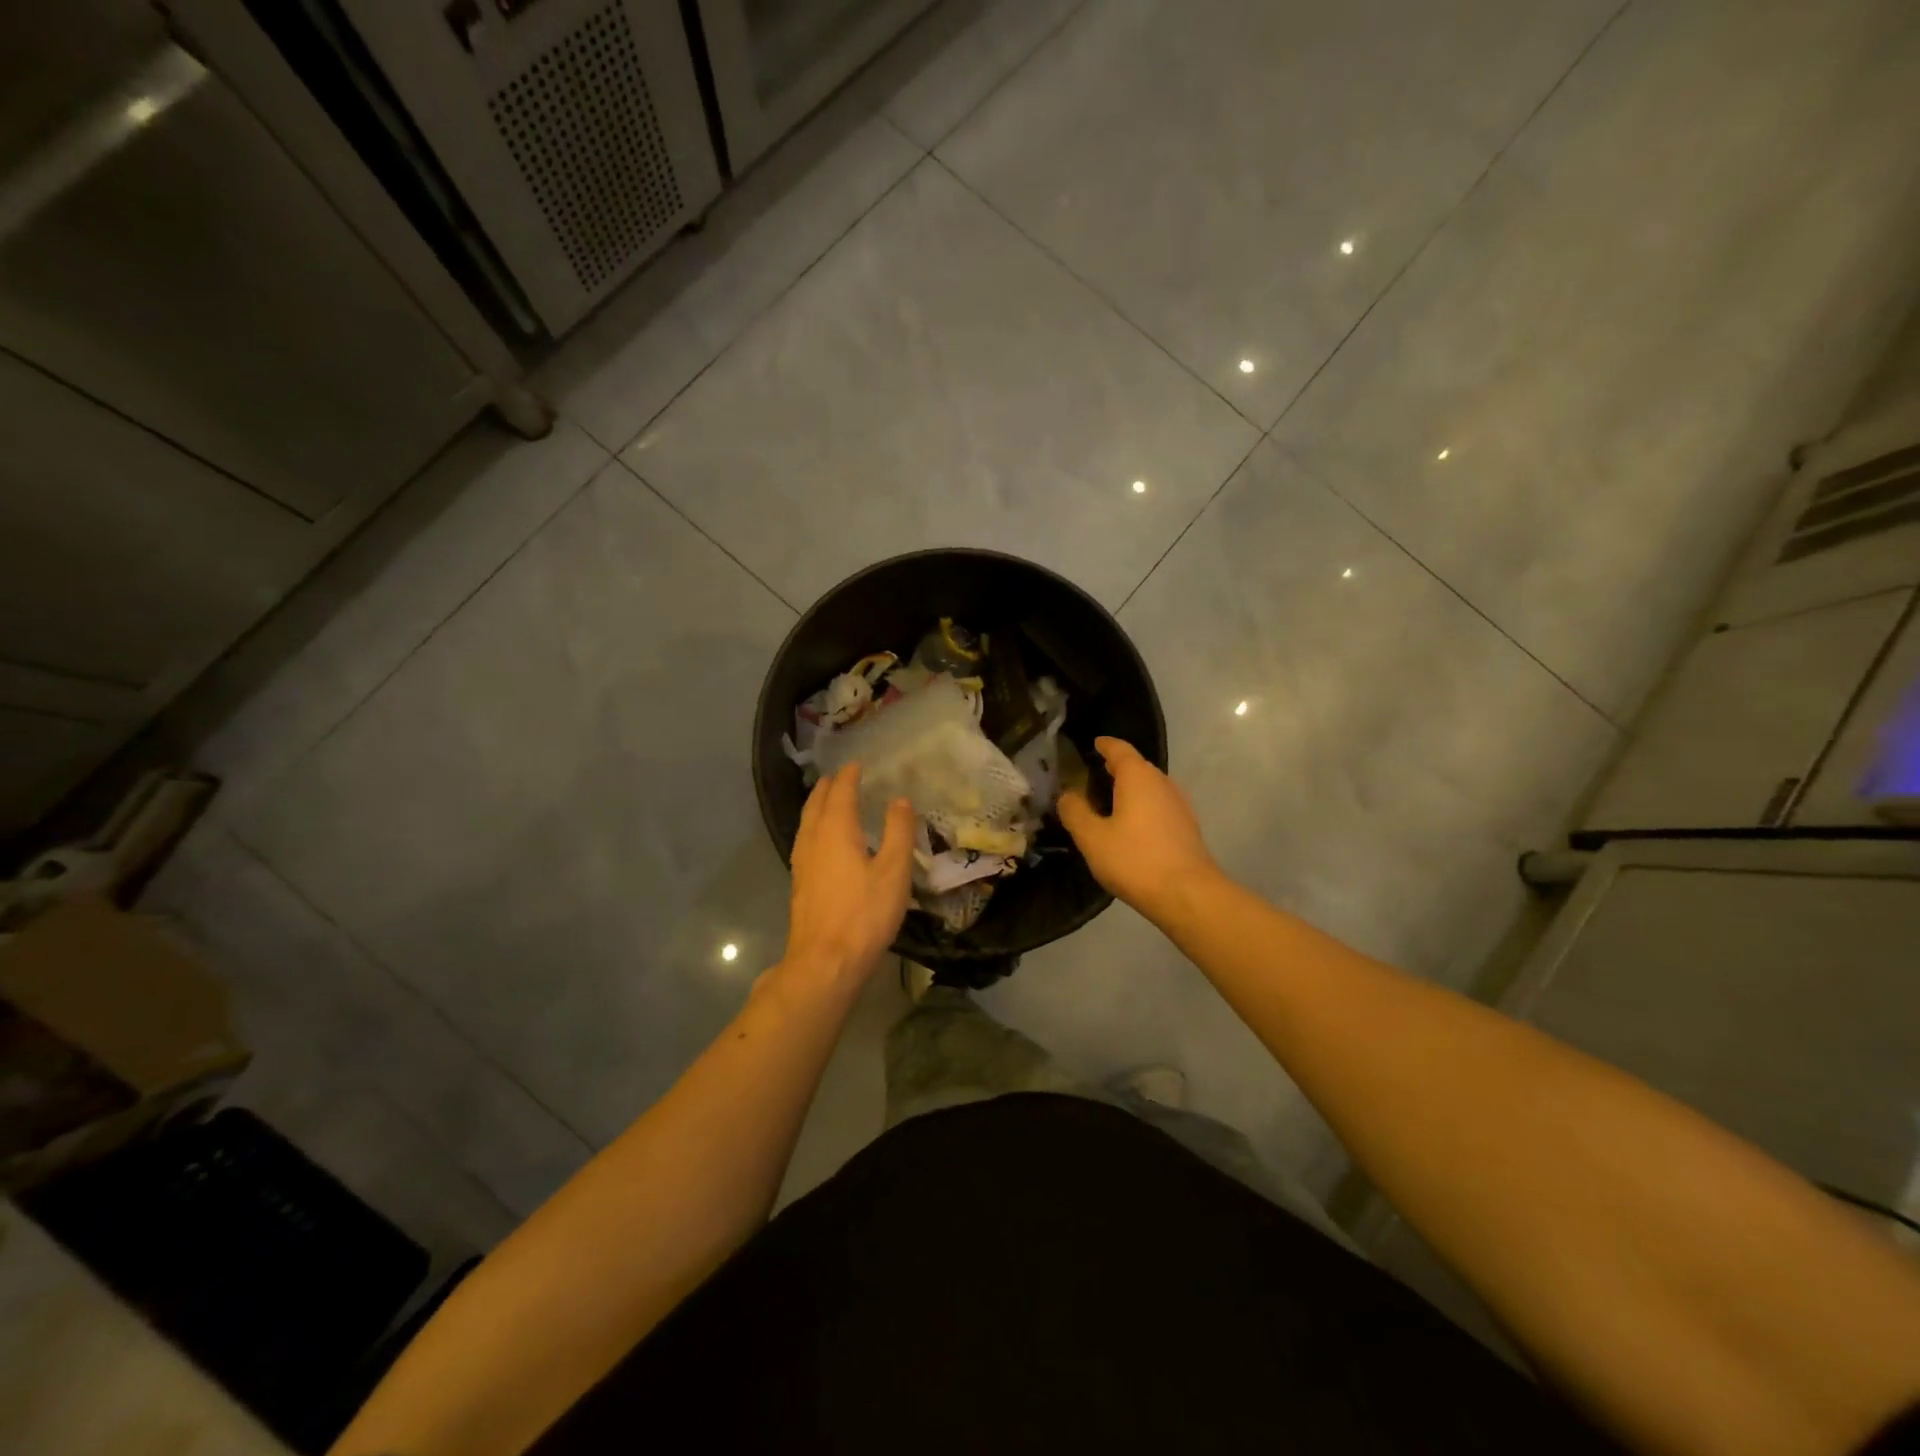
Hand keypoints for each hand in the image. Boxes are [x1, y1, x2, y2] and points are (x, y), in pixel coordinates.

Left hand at [782, 763, 913, 985]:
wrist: (825, 961)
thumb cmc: (864, 914)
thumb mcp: (893, 871)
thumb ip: (898, 832)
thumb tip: (900, 800)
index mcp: (835, 830)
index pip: (841, 792)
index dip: (850, 776)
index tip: (858, 763)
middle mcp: (813, 840)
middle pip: (817, 804)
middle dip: (829, 787)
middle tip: (842, 776)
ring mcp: (802, 862)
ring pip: (807, 822)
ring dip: (818, 805)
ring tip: (830, 800)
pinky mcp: (800, 882)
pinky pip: (805, 839)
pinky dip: (815, 826)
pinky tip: (823, 840)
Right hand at [1058, 737, 1219, 920]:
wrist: (1187, 894)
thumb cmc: (1134, 859)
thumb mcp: (1092, 837)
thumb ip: (1075, 812)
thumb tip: (1067, 795)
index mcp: (1138, 777)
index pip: (1120, 749)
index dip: (1105, 745)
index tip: (1094, 744)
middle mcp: (1162, 783)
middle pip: (1137, 766)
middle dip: (1117, 767)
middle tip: (1094, 774)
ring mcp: (1179, 804)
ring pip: (1150, 787)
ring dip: (1131, 788)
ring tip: (1109, 800)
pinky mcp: (1187, 826)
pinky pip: (1159, 805)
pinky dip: (1143, 806)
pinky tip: (1132, 825)